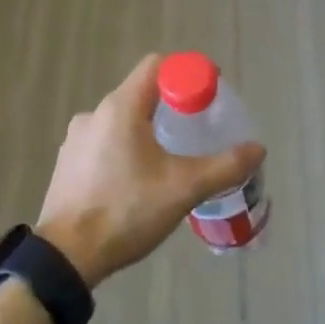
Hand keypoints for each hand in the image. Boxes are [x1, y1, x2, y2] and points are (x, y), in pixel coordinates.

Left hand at [36, 55, 264, 287]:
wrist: (66, 257)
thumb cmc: (126, 211)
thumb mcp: (183, 188)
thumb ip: (224, 166)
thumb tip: (258, 149)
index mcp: (120, 108)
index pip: (156, 66)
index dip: (187, 72)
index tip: (209, 93)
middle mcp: (94, 114)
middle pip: (141, 93)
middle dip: (172, 105)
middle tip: (197, 129)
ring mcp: (76, 139)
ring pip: (122, 121)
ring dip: (148, 129)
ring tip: (170, 159)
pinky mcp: (68, 163)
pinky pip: (105, 142)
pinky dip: (126, 149)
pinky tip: (138, 180)